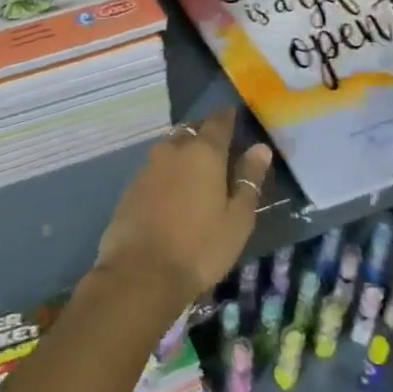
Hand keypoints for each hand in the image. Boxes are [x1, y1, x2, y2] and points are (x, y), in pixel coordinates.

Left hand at [93, 110, 273, 310]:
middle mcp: (174, 149)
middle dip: (205, 133)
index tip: (236, 117)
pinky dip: (167, 171)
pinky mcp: (132, 185)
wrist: (140, 274)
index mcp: (204, 152)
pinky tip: (173, 191)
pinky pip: (156, 167)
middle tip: (219, 148)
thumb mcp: (237, 219)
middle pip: (192, 130)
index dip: (228, 117)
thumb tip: (260, 148)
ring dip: (184, 151)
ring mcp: (149, 166)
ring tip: (197, 171)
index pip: (218, 121)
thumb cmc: (200, 248)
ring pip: (171, 146)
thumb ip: (249, 180)